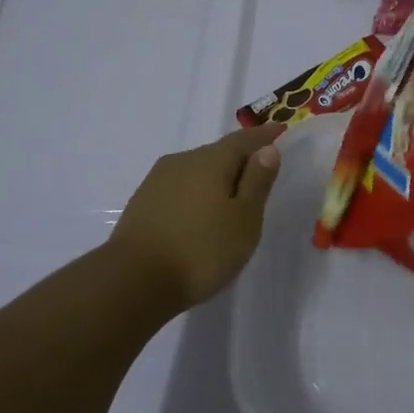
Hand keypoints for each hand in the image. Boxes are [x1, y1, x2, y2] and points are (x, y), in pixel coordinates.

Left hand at [109, 123, 283, 308]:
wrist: (133, 282)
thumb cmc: (201, 250)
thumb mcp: (244, 219)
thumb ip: (257, 182)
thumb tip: (267, 149)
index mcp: (211, 160)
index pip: (243, 140)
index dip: (264, 136)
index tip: (280, 130)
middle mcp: (182, 162)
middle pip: (217, 153)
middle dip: (239, 160)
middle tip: (258, 175)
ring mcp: (157, 182)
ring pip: (196, 171)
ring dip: (215, 180)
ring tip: (230, 201)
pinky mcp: (142, 204)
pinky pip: (179, 189)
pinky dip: (195, 195)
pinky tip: (199, 216)